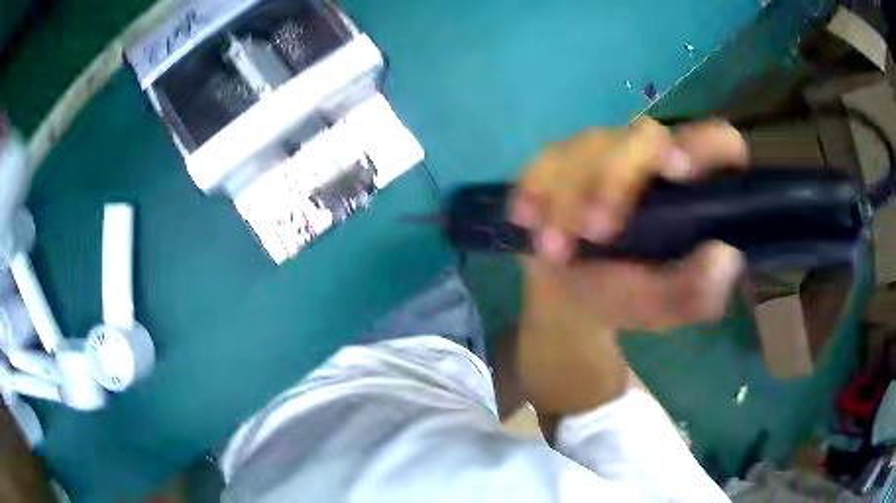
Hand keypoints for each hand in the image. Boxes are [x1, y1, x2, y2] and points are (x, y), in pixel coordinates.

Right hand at [510, 118, 748, 415]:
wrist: (570, 292)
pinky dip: (534, 188)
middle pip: (643, 134)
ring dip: (567, 195)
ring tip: (552, 249)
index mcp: (691, 185)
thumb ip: (695, 292)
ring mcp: (605, 149)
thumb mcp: (664, 307)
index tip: (676, 172)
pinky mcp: (563, 157)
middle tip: (592, 233)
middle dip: (614, 180)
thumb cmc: (626, 295)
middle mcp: (653, 155)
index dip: (705, 146)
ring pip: (589, 144)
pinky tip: (527, 219)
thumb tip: (725, 257)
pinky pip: (546, 159)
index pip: (717, 141)